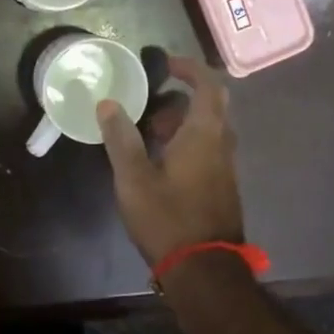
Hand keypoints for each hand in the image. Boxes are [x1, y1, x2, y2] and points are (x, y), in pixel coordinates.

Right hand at [96, 56, 243, 265]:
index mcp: (204, 134)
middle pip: (210, 106)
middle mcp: (221, 145)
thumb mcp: (134, 177)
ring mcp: (225, 167)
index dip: (189, 68)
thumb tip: (108, 103)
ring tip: (145, 131)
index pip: (208, 85)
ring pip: (207, 129)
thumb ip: (120, 137)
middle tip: (151, 100)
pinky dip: (186, 142)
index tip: (165, 64)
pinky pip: (206, 149)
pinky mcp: (221, 187)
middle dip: (181, 96)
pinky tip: (158, 161)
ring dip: (181, 122)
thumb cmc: (168, 217)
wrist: (203, 270)